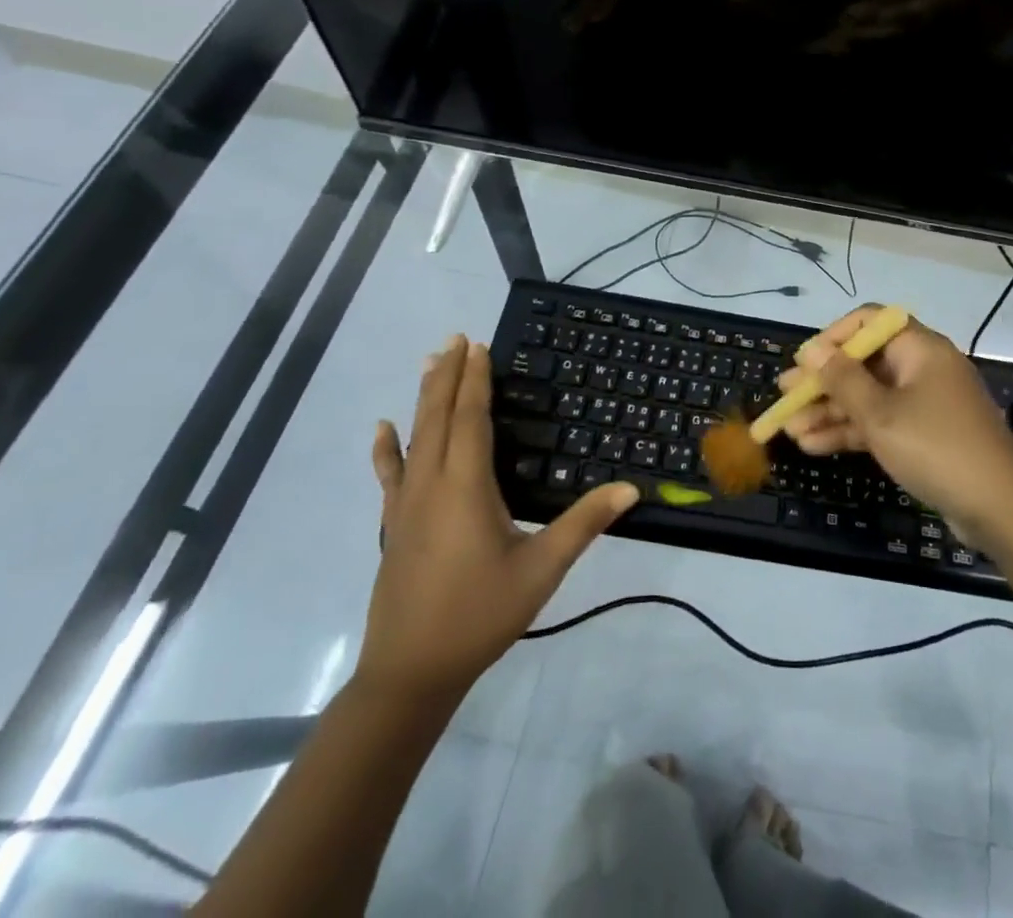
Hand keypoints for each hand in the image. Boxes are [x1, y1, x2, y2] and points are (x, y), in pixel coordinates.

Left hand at [358, 335, 638, 705]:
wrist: (409, 675)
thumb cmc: (479, 616)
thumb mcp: (540, 570)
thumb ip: (584, 524)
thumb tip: (630, 489)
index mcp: (465, 488)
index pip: (470, 420)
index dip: (475, 381)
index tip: (478, 345)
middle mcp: (431, 486)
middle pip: (438, 418)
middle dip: (448, 376)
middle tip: (455, 339)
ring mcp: (406, 507)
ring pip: (414, 439)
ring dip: (423, 398)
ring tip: (429, 363)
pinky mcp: (395, 527)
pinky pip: (391, 475)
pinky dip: (387, 448)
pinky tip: (382, 429)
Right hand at [776, 308, 1012, 545]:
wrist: (999, 508)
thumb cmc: (935, 447)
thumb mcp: (880, 414)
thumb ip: (842, 380)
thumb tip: (811, 348)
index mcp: (919, 348)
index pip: (870, 322)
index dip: (833, 337)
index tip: (804, 362)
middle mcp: (923, 368)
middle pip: (865, 363)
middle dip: (823, 382)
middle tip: (784, 399)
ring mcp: (925, 403)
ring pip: (869, 397)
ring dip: (831, 411)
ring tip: (790, 430)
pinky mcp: (925, 435)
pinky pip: (882, 422)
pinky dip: (852, 431)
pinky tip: (815, 446)